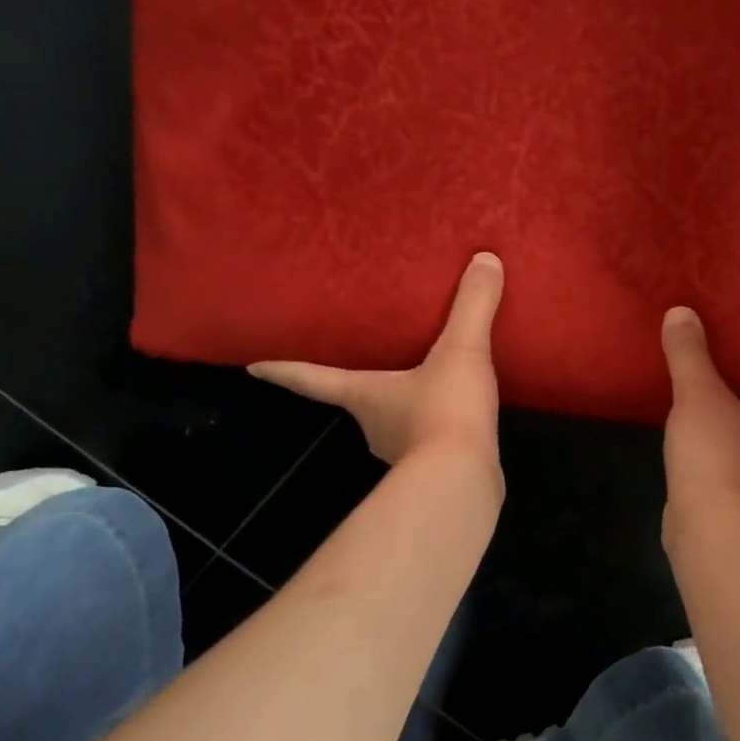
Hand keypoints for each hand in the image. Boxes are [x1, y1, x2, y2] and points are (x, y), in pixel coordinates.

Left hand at [249, 253, 504, 469]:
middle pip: (357, 401)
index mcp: (365, 395)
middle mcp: (374, 426)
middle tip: (367, 361)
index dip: (285, 371)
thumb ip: (472, 306)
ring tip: (423, 383)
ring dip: (403, 407)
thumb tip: (485, 259)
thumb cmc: (444, 411)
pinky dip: (437, 428)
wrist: (464, 481)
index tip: (254, 368)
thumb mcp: (461, 351)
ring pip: (395, 423)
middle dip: (361, 385)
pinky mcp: (433, 472)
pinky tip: (458, 417)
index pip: (314, 380)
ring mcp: (402, 453)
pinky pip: (429, 441)